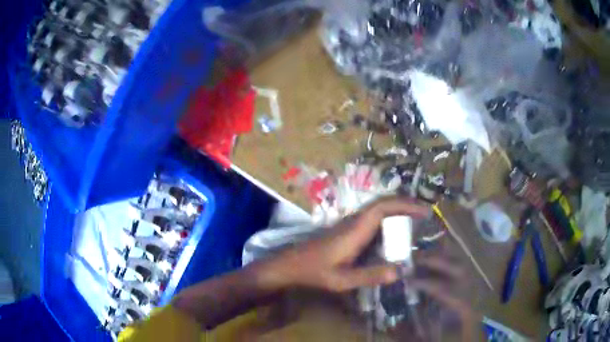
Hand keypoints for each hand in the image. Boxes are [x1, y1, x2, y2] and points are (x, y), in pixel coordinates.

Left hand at [258, 197, 429, 291]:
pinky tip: (396, 233)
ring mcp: (351, 224)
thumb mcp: (342, 280)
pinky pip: (373, 219)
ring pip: (378, 210)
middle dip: (406, 205)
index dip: (405, 205)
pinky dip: (389, 220)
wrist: (291, 264)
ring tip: (418, 221)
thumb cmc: (315, 272)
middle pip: (384, 204)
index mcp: (356, 229)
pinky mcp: (348, 230)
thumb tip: (400, 271)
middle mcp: (355, 221)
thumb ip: (370, 276)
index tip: (425, 211)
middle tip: (426, 215)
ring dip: (399, 211)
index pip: (383, 207)